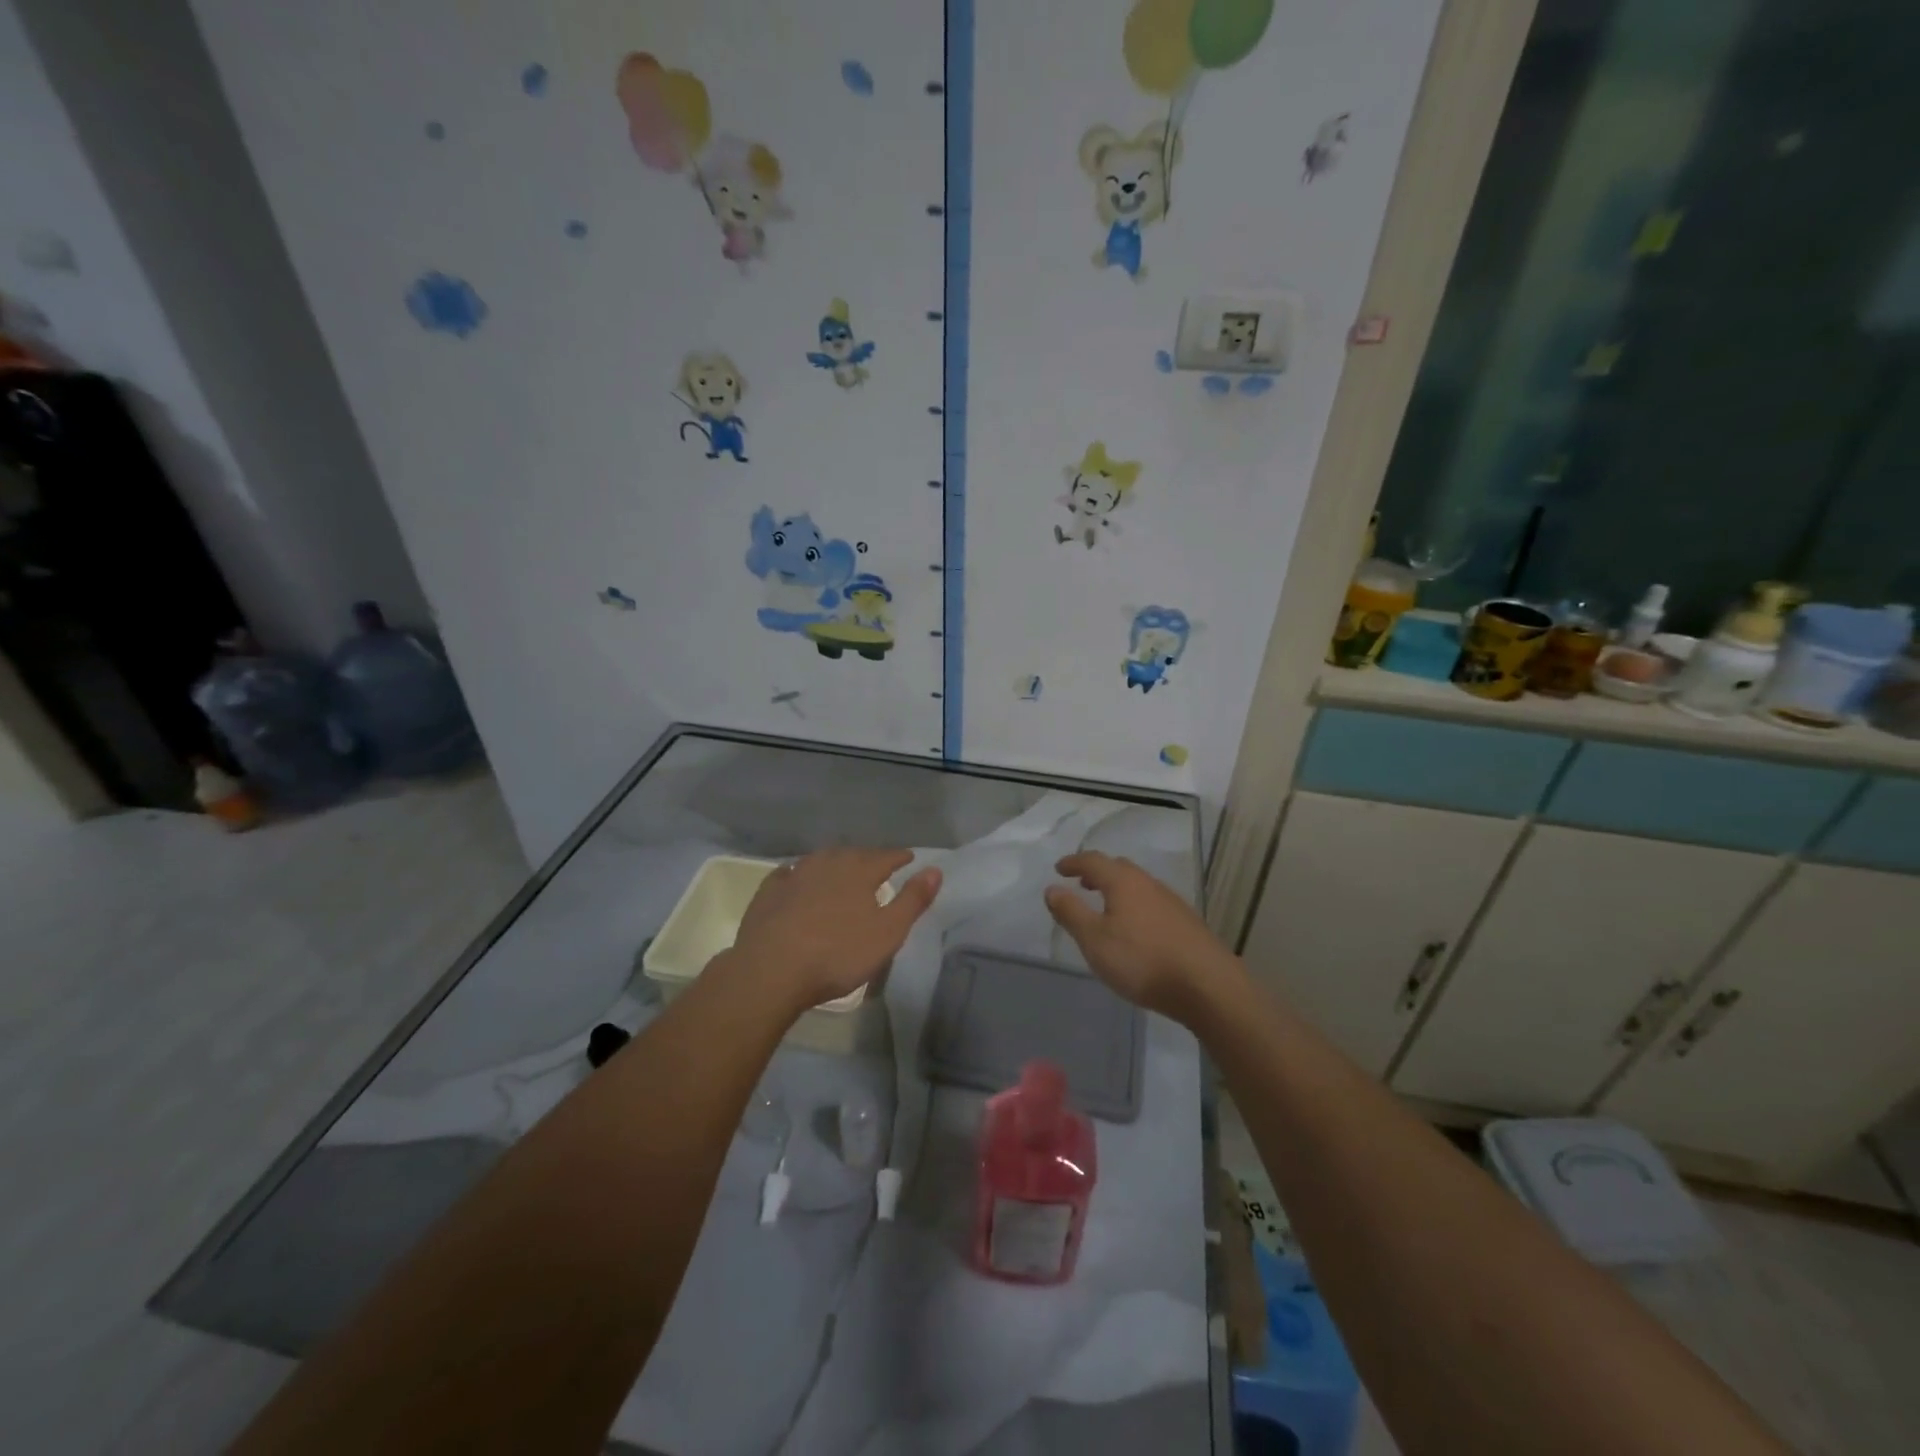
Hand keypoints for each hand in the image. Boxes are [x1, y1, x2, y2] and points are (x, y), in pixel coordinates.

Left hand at [725, 849, 941, 1015]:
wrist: (771, 969)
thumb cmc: (837, 954)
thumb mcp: (887, 933)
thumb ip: (913, 900)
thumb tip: (935, 869)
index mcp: (859, 871)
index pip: (886, 857)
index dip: (899, 857)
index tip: (909, 857)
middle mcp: (828, 864)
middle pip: (852, 854)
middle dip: (867, 858)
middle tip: (876, 865)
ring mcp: (795, 875)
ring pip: (820, 860)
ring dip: (834, 863)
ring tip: (840, 870)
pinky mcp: (769, 892)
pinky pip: (788, 874)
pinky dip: (798, 874)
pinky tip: (796, 879)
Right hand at [1044, 852, 1240, 1022]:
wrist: (1207, 985)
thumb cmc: (1142, 960)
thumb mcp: (1094, 939)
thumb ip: (1071, 912)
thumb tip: (1052, 888)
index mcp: (1124, 882)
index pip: (1094, 861)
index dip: (1074, 863)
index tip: (1059, 869)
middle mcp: (1149, 884)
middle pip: (1120, 869)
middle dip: (1098, 873)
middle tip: (1082, 884)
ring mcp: (1172, 903)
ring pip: (1139, 886)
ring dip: (1118, 890)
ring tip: (1106, 907)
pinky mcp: (1186, 923)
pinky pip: (1152, 903)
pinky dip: (1135, 906)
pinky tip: (1135, 929)